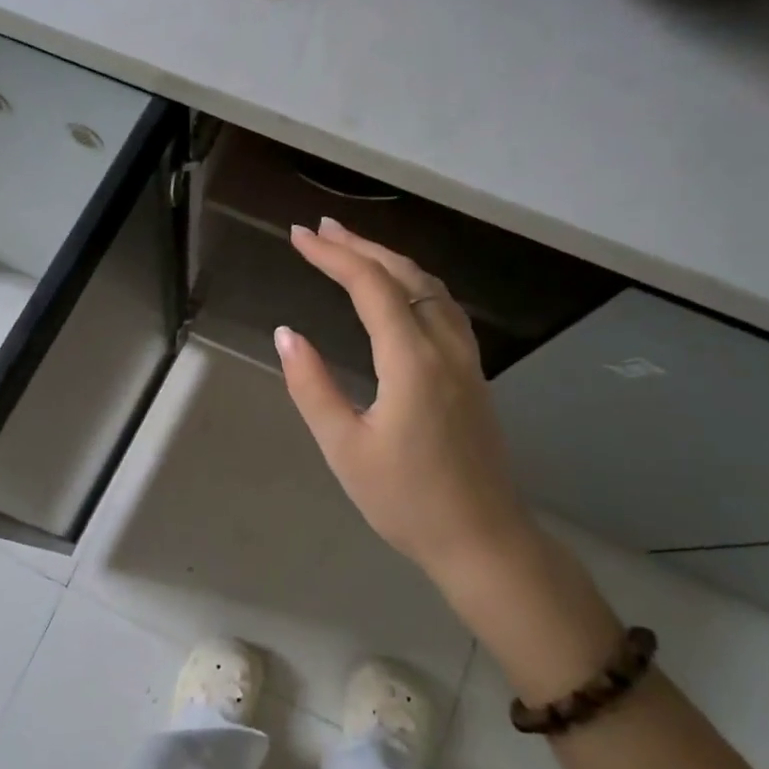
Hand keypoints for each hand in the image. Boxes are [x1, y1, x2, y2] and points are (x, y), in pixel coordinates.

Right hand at [279, 220, 624, 696]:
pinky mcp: (473, 375)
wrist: (482, 539)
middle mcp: (445, 347)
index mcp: (412, 361)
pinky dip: (415, 283)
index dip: (333, 256)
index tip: (298, 236)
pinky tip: (401, 292)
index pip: (370, 287)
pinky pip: (445, 309)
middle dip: (360, 246)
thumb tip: (287, 334)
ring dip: (391, 260)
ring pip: (432, 288)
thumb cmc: (406, 500)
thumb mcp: (344, 448)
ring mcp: (466, 360)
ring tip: (354, 248)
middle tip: (320, 229)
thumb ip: (313, 387)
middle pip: (405, 276)